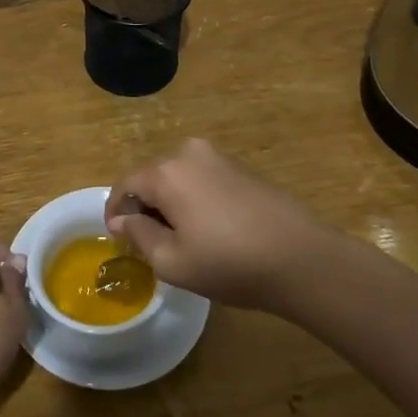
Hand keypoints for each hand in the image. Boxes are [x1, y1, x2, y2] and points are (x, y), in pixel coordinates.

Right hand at [106, 138, 343, 312]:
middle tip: (146, 242)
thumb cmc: (230, 263)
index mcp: (167, 172)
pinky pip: (201, 178)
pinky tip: (207, 228)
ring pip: (177, 177)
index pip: (125, 184)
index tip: (116, 238)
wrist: (302, 258)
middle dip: (143, 206)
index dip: (115, 211)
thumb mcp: (173, 261)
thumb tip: (122, 221)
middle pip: (151, 176)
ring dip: (169, 202)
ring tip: (177, 237)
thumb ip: (139, 236)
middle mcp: (189, 153)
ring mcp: (219, 157)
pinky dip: (193, 198)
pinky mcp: (241, 167)